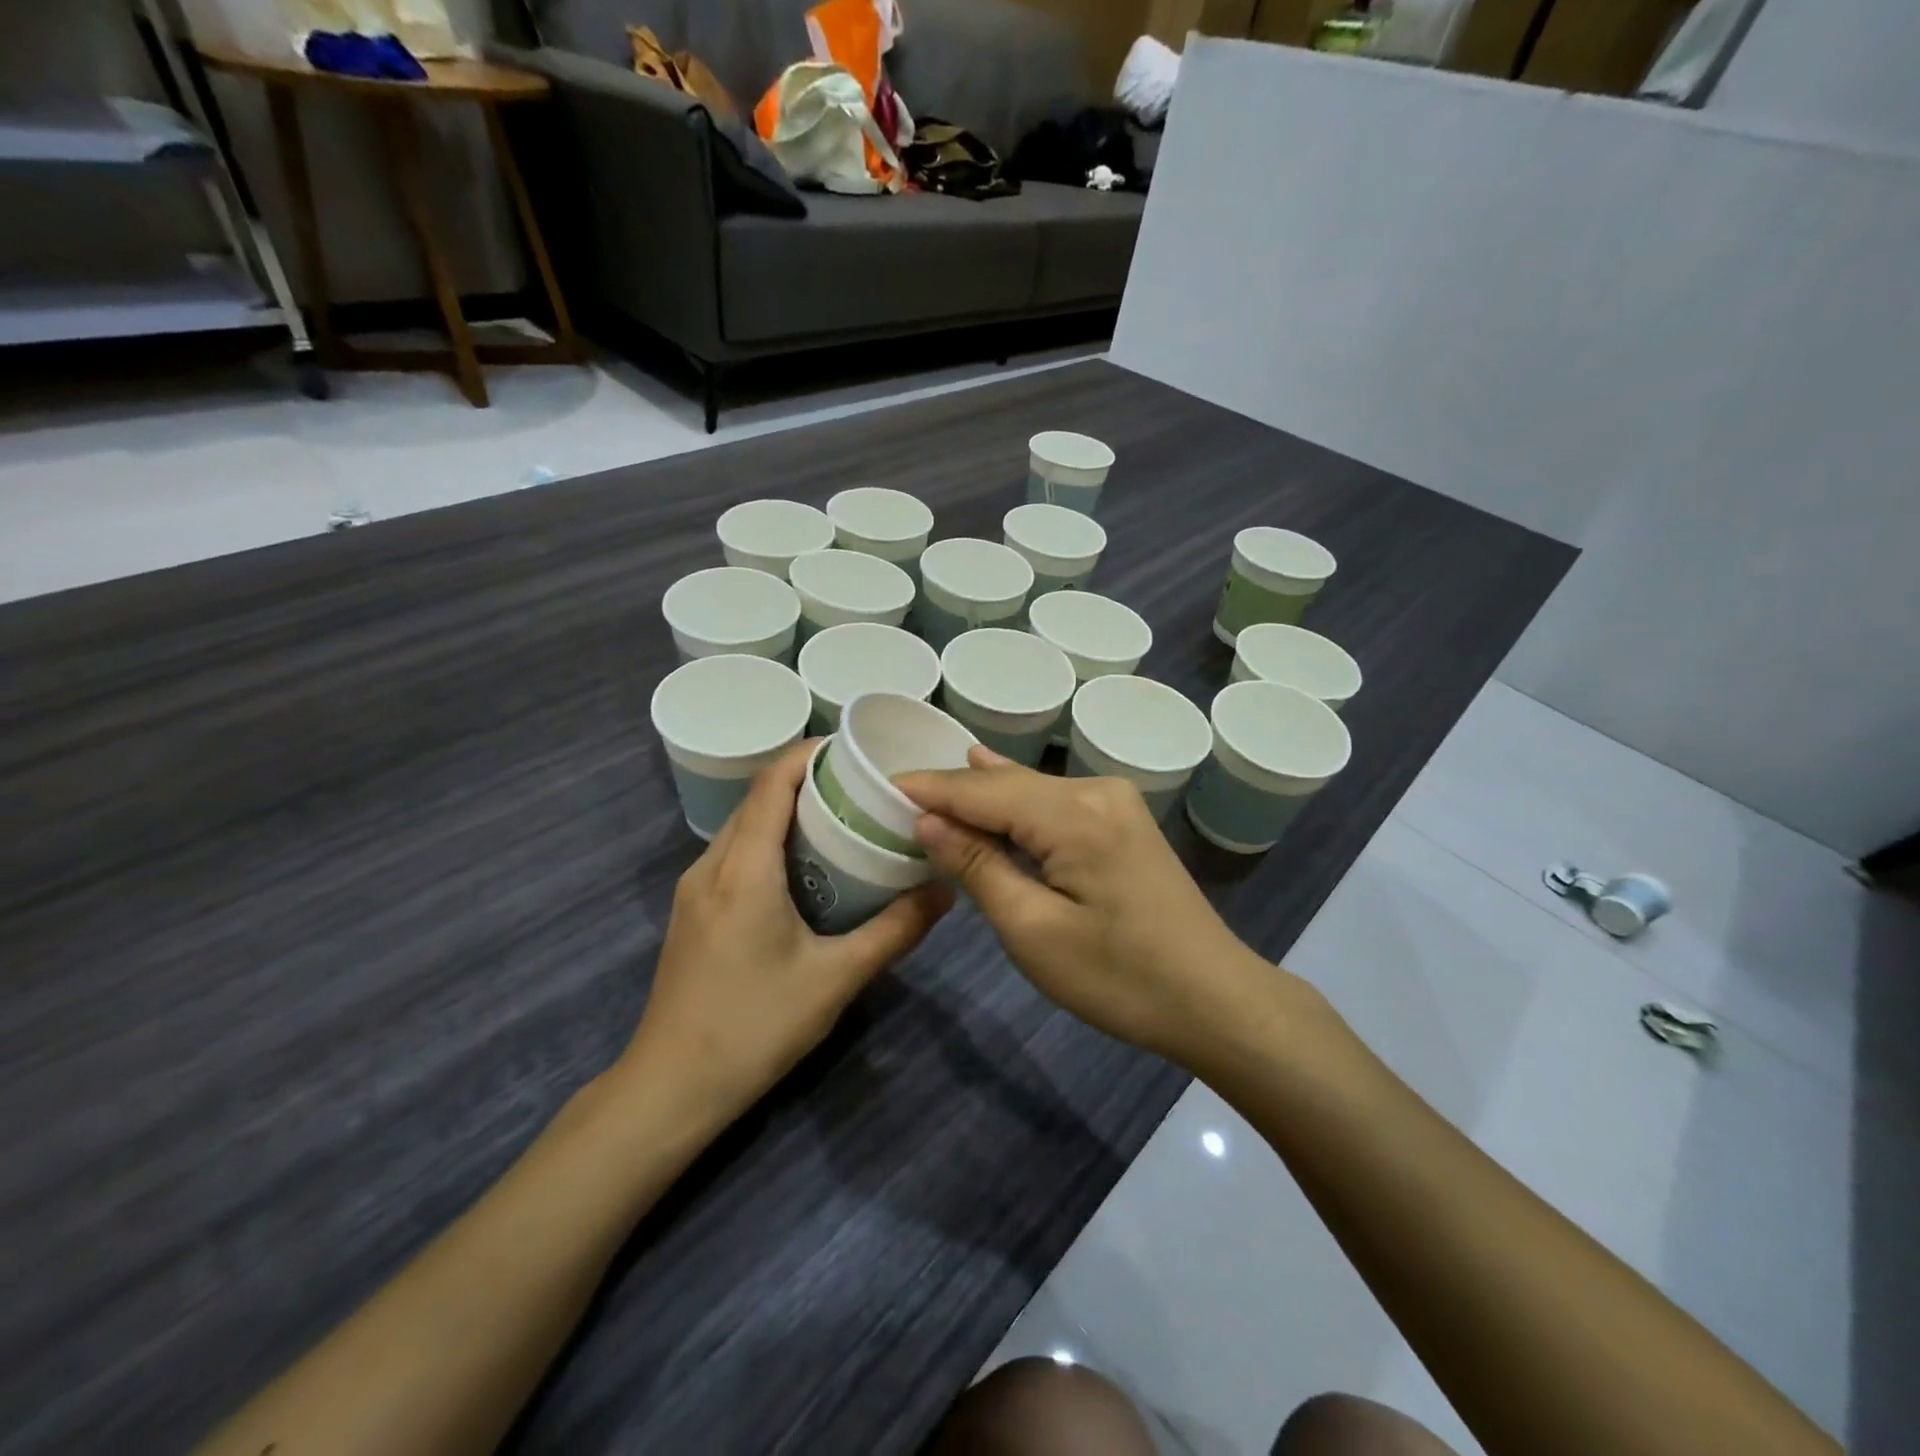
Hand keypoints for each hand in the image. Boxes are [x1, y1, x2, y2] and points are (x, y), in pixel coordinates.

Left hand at [622, 740, 952, 1127]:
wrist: (671, 1088)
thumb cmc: (754, 1027)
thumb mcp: (836, 978)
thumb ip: (895, 930)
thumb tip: (946, 889)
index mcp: (743, 869)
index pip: (771, 784)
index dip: (807, 754)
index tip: (852, 748)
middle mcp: (710, 866)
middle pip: (756, 800)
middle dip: (804, 780)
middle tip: (860, 785)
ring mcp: (694, 890)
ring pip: (742, 827)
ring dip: (786, 812)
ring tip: (840, 818)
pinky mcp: (691, 912)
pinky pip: (733, 854)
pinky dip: (768, 841)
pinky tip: (803, 867)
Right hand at [898, 747, 1278, 1067]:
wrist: (1214, 1000)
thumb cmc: (1119, 978)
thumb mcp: (1034, 931)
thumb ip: (978, 866)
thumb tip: (928, 820)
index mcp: (1074, 814)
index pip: (982, 790)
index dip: (929, 788)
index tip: (877, 787)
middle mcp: (1095, 791)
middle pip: (1005, 784)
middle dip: (951, 791)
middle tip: (893, 796)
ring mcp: (1114, 803)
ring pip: (1029, 790)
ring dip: (981, 796)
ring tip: (927, 786)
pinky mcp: (1122, 822)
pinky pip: (1054, 803)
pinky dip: (1015, 804)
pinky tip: (990, 776)